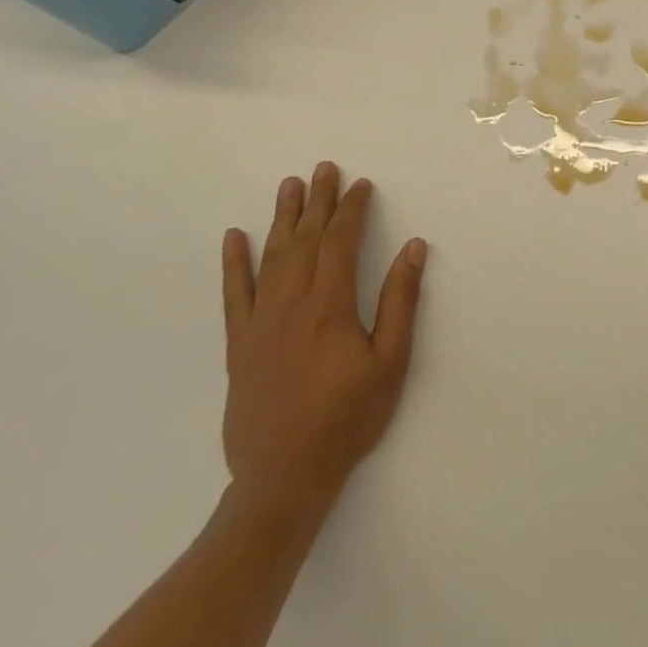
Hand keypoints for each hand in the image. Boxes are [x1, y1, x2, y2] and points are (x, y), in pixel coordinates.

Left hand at [220, 163, 428, 520]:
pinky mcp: (239, 346)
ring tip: (288, 186)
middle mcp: (291, 304)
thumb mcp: (390, 361)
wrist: (283, 478)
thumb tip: (413, 247)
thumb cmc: (347, 418)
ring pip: (272, 257)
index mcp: (329, 305)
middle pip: (305, 240)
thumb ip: (401, 300)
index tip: (361, 185)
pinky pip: (234, 295)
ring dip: (282, 219)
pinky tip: (234, 238)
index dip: (352, 209)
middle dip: (317, 201)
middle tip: (324, 168)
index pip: (341, 242)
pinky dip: (234, 264)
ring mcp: (260, 324)